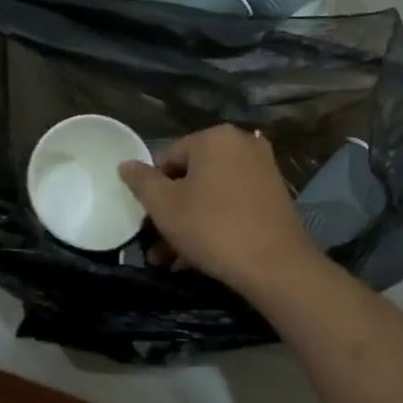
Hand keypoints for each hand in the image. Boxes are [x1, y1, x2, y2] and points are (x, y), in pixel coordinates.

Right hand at [118, 125, 318, 294]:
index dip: (152, 190)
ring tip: (171, 260)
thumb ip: (141, 181)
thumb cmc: (212, 228)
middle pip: (191, 177)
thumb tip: (126, 164)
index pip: (167, 158)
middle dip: (171, 212)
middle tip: (156, 244)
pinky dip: (215, 225)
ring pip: (211, 195)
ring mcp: (263, 170)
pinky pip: (233, 205)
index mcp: (214, 137)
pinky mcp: (274, 196)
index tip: (146, 221)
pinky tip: (197, 259)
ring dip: (188, 224)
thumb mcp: (165, 205)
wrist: (276, 265)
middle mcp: (242, 145)